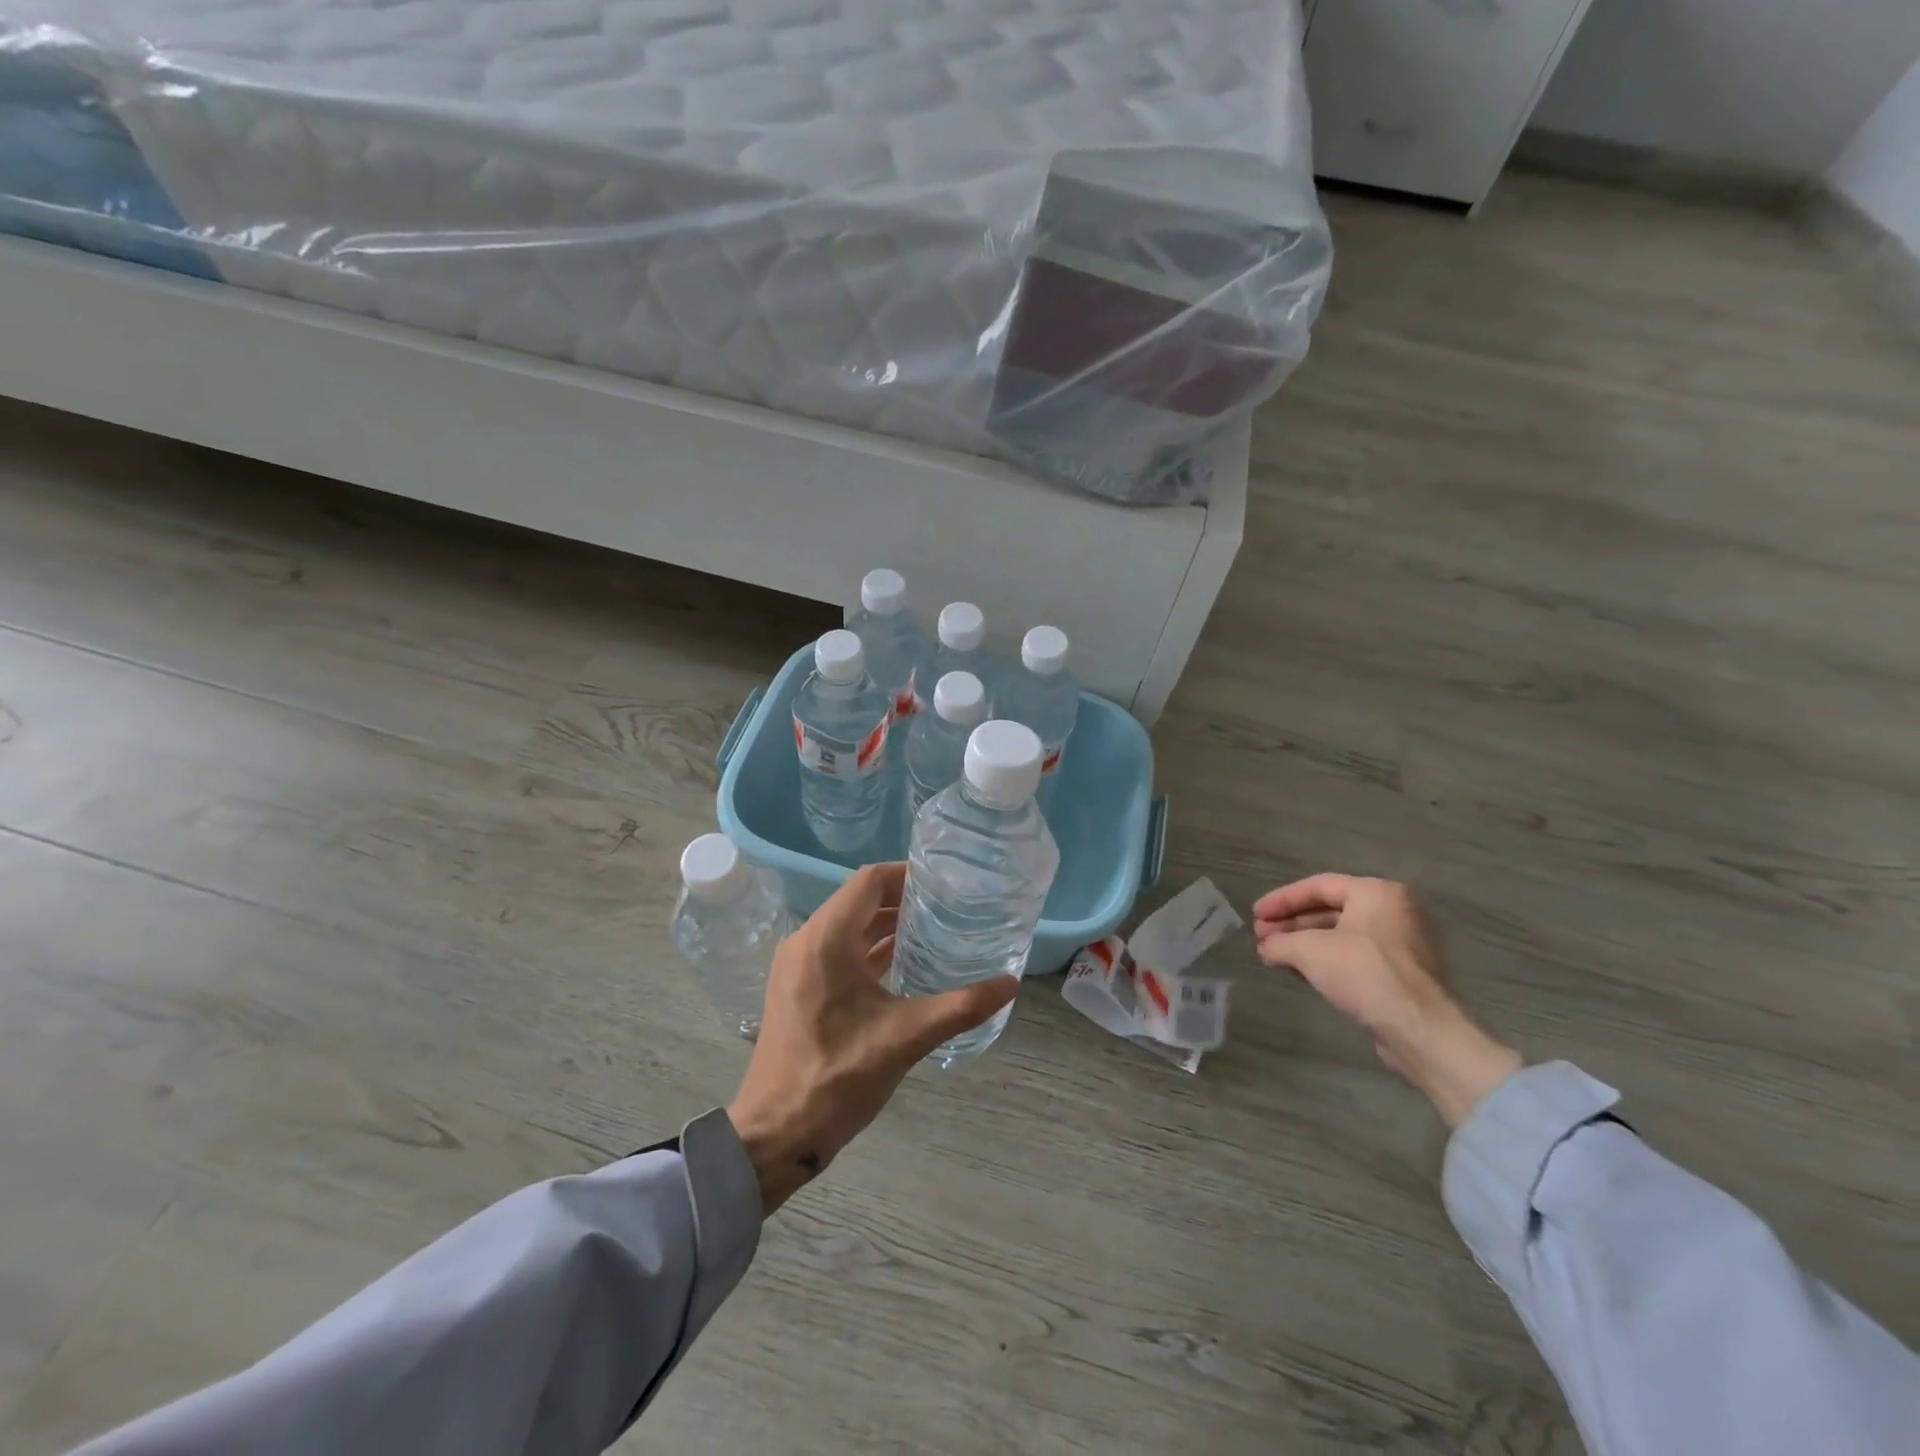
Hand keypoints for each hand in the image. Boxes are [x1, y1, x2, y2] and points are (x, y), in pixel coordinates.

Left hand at [727, 863, 1018, 1214]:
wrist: (776, 1133)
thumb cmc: (838, 1077)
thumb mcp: (906, 1038)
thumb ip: (961, 1007)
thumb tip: (1010, 983)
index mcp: (826, 939)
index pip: (869, 881)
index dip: (907, 875)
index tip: (944, 882)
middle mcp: (806, 940)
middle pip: (858, 899)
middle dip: (901, 898)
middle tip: (947, 905)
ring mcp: (797, 964)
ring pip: (846, 925)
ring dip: (884, 923)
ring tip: (932, 928)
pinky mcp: (798, 986)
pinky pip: (837, 949)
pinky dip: (868, 947)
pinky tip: (902, 961)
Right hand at [1253, 874, 1520, 1127]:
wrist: (1420, 1030)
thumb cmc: (1364, 974)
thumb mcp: (1309, 951)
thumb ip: (1280, 942)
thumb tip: (1266, 948)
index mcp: (1376, 893)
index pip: (1318, 886)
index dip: (1281, 900)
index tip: (1255, 915)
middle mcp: (1393, 911)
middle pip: (1329, 909)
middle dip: (1292, 924)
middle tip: (1262, 937)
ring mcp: (1401, 943)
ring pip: (1340, 935)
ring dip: (1304, 944)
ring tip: (1274, 955)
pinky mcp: (1402, 973)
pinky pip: (1354, 956)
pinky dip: (1325, 960)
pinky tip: (1300, 972)